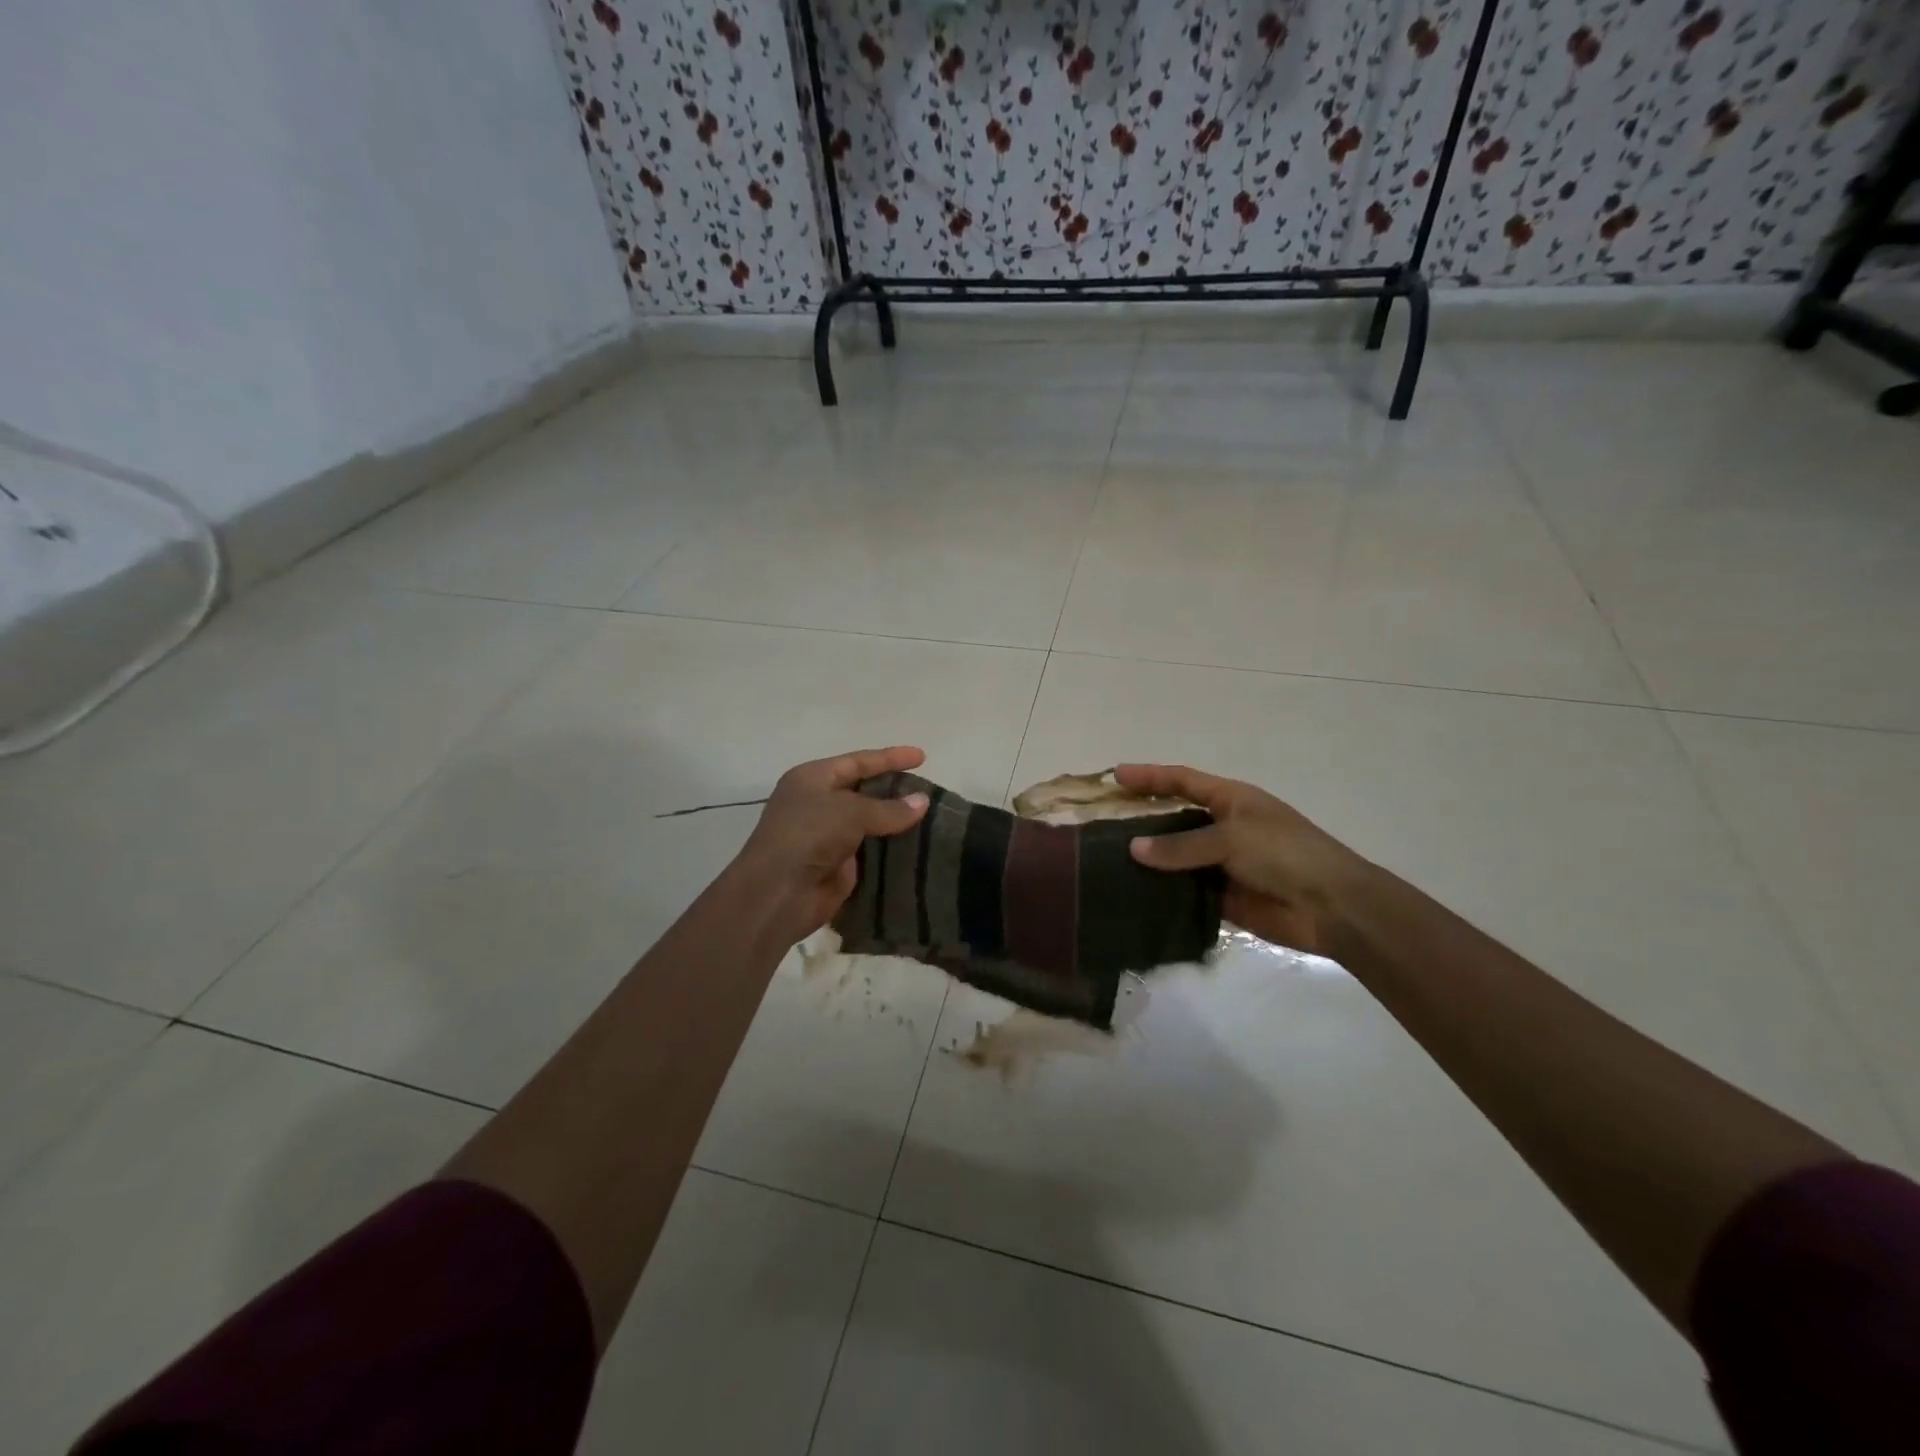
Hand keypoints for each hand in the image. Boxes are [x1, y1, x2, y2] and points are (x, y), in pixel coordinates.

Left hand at [732, 746, 929, 947]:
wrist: (780, 892)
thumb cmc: (809, 835)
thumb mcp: (851, 812)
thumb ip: (889, 808)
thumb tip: (923, 802)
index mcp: (813, 779)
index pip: (858, 761)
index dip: (890, 758)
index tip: (922, 756)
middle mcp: (818, 803)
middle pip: (863, 790)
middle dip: (894, 789)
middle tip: (929, 790)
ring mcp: (827, 835)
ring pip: (869, 822)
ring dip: (896, 821)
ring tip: (931, 817)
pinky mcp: (838, 864)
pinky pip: (871, 849)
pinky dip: (891, 847)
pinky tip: (918, 845)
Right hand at [1114, 764, 1371, 957]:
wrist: (1331, 906)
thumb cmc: (1285, 854)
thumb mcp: (1231, 839)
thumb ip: (1181, 846)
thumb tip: (1133, 849)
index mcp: (1231, 800)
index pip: (1182, 781)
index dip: (1150, 777)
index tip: (1115, 775)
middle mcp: (1223, 827)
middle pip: (1174, 819)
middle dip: (1141, 819)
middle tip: (1101, 823)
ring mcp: (1222, 863)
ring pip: (1176, 857)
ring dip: (1148, 859)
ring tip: (1106, 860)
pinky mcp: (1222, 896)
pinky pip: (1184, 890)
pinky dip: (1162, 890)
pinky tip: (1132, 893)